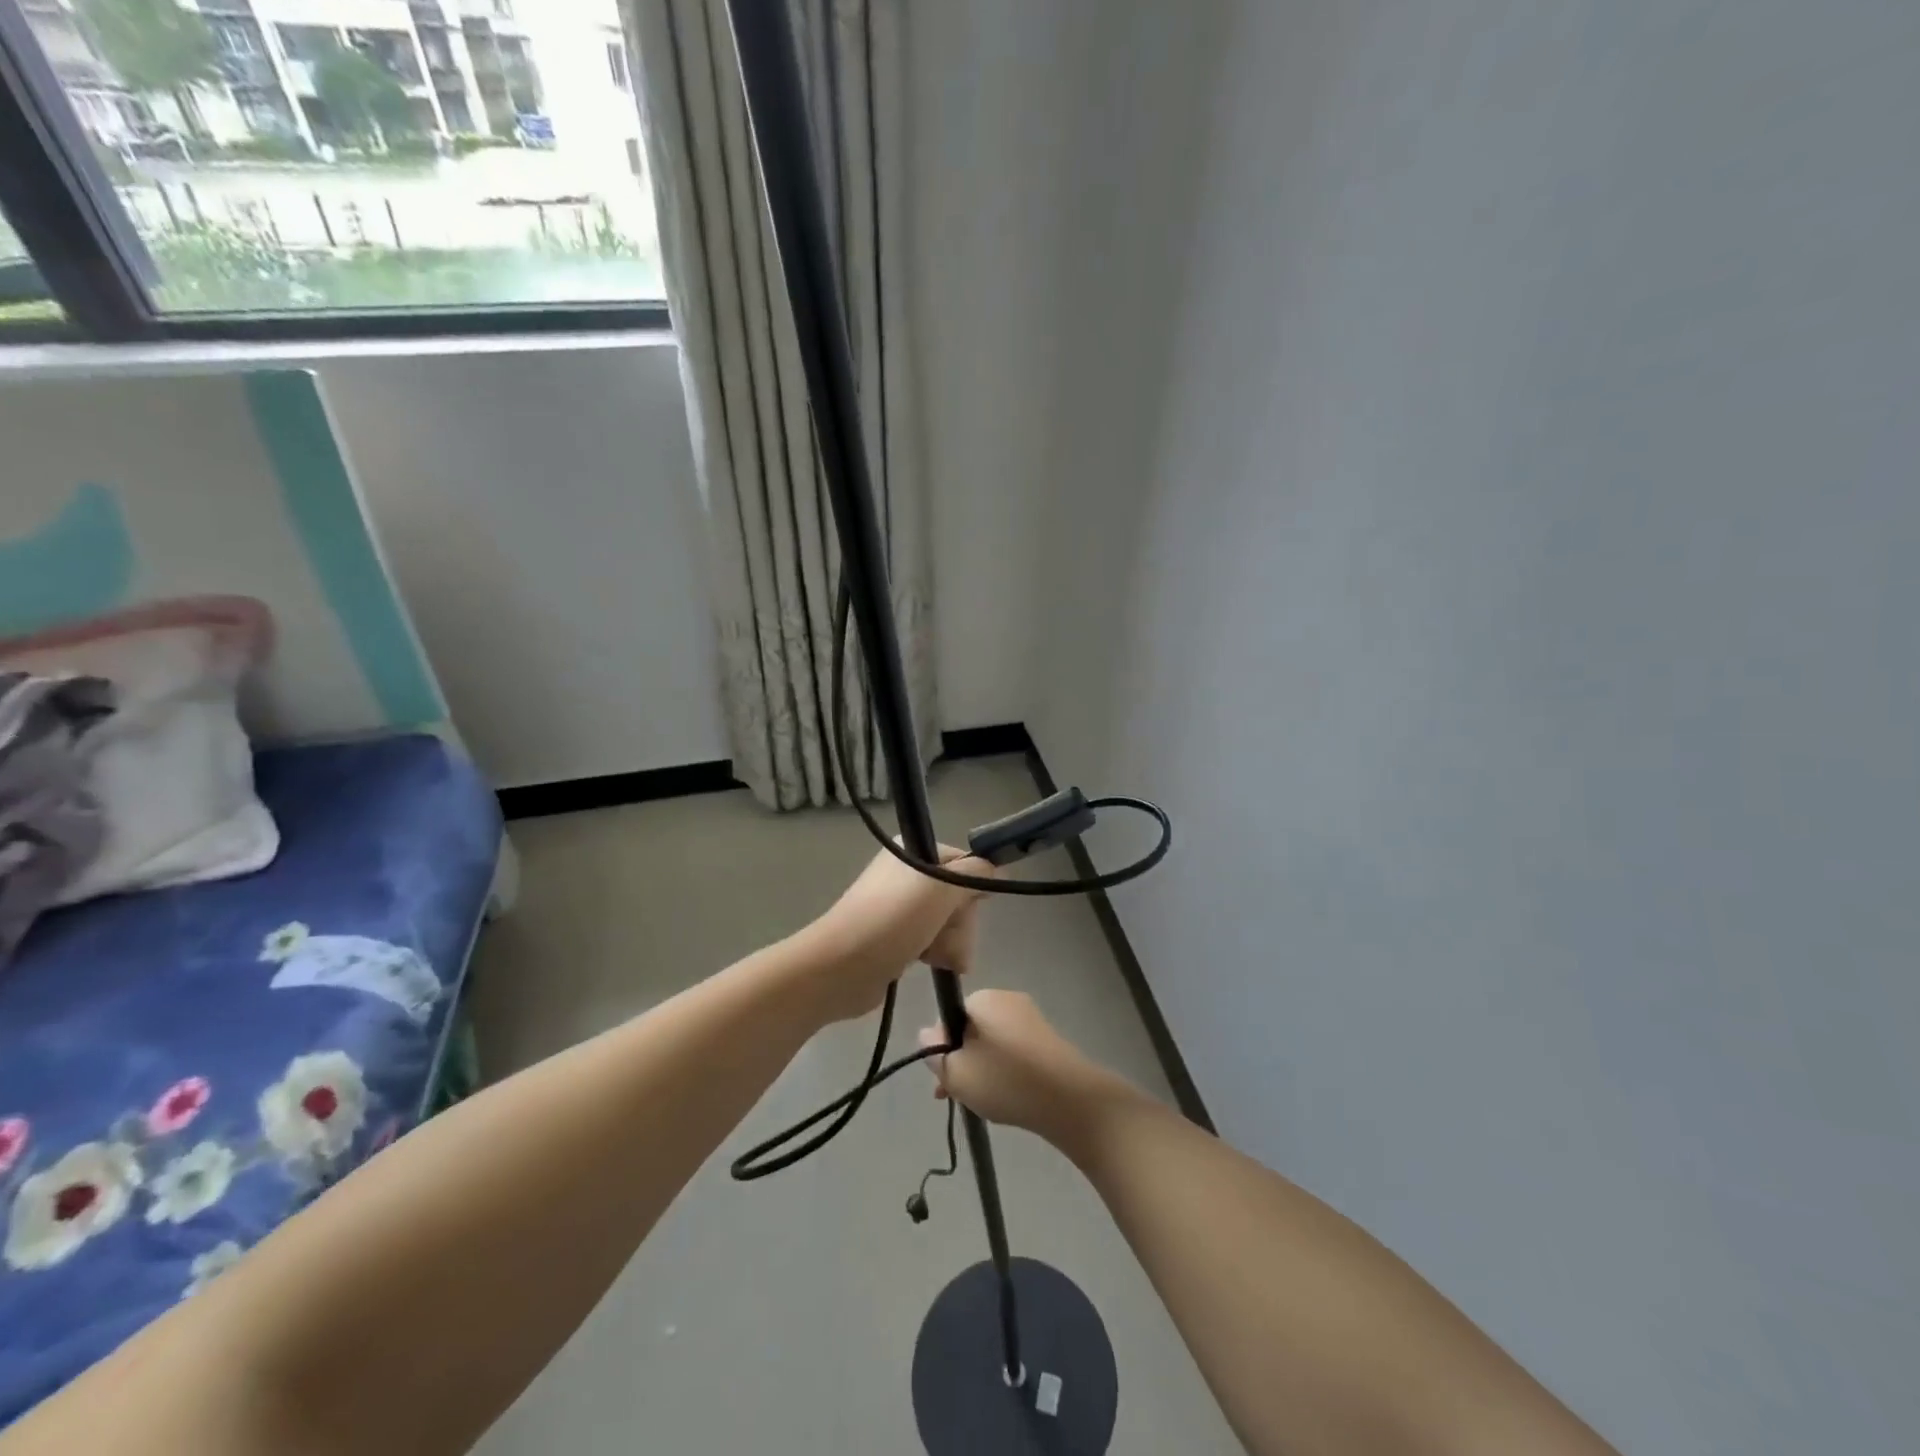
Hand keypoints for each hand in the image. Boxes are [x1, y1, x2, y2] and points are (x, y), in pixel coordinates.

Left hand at [803, 844, 994, 1021]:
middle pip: (960, 896)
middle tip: (944, 934)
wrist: (841, 966)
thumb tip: (997, 868)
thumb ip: (975, 873)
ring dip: (951, 942)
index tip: (969, 905)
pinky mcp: (899, 937)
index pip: (965, 863)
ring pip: (951, 923)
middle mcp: (909, 874)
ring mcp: (903, 907)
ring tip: (935, 956)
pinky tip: (930, 963)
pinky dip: (938, 952)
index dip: (973, 888)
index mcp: (915, 851)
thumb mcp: (941, 887)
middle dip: (960, 922)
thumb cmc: (892, 919)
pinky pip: (935, 941)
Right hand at [918, 990, 1122, 1143]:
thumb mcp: (958, 1073)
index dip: (941, 1048)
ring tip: (980, 1104)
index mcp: (984, 998)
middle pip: (970, 1029)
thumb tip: (926, 1033)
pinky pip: (1013, 1051)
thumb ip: (935, 1053)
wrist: (1071, 1100)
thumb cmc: (1006, 1081)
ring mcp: (1030, 1018)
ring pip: (991, 1043)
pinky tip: (1006, 1098)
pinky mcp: (1047, 1039)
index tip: (942, 1080)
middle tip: (955, 1097)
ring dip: (981, 1069)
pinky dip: (1004, 1070)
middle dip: (961, 1061)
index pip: (949, 1016)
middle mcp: (1007, 999)